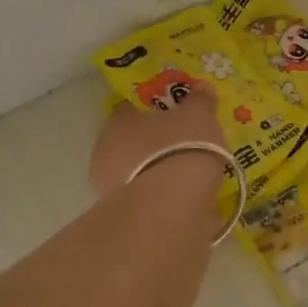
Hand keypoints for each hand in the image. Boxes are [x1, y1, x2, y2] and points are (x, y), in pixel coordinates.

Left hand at [89, 84, 228, 196]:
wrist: (171, 206)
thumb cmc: (181, 147)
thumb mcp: (198, 115)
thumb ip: (199, 101)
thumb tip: (202, 88)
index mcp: (118, 123)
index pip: (132, 109)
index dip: (155, 109)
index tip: (177, 113)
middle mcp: (106, 154)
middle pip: (133, 143)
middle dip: (156, 144)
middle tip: (187, 145)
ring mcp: (112, 189)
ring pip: (140, 173)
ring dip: (160, 173)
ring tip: (192, 177)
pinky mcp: (126, 218)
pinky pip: (150, 199)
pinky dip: (166, 198)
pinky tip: (187, 200)